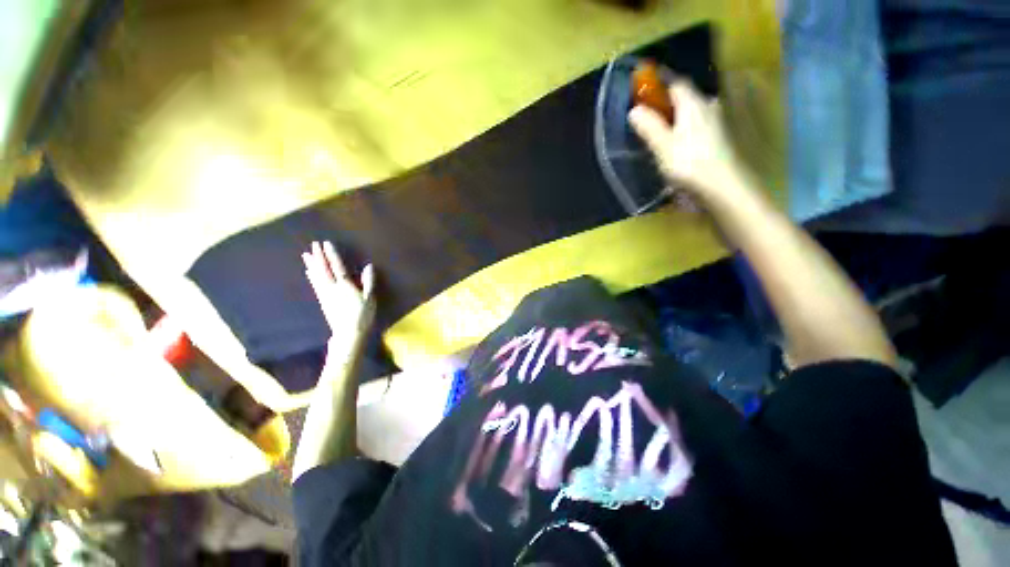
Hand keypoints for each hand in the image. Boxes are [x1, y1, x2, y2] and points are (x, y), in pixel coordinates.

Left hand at [302, 241, 374, 348]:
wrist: (348, 333)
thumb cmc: (363, 315)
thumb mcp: (370, 298)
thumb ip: (369, 282)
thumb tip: (369, 266)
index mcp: (345, 286)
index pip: (337, 267)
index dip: (331, 255)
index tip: (326, 244)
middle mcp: (332, 288)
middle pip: (324, 270)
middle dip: (319, 257)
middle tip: (313, 244)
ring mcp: (326, 294)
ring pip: (317, 276)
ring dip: (312, 265)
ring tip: (306, 255)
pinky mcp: (323, 301)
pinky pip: (316, 285)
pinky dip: (312, 276)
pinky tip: (309, 272)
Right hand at [628, 79, 744, 204]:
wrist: (721, 187)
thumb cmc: (689, 164)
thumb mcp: (663, 146)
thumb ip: (649, 127)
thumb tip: (634, 110)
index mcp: (693, 105)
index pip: (677, 84)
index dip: (660, 82)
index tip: (645, 85)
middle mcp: (707, 108)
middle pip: (687, 97)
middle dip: (669, 101)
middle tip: (651, 112)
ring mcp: (716, 124)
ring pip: (694, 112)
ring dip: (679, 116)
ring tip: (662, 129)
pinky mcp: (718, 140)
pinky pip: (699, 126)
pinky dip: (686, 129)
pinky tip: (678, 143)